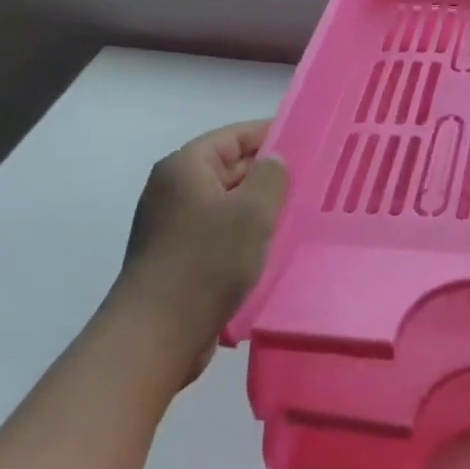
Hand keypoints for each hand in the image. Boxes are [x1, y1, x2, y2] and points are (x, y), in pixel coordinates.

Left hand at [114, 120, 288, 376]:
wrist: (157, 334)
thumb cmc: (207, 261)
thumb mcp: (252, 212)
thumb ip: (271, 176)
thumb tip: (274, 161)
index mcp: (185, 167)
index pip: (234, 136)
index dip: (271, 134)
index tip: (308, 141)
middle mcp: (173, 189)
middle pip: (229, 167)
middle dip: (268, 173)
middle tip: (311, 179)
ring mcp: (172, 224)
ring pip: (227, 203)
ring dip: (259, 207)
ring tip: (299, 212)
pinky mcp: (178, 256)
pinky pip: (219, 232)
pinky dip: (244, 233)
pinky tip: (272, 246)